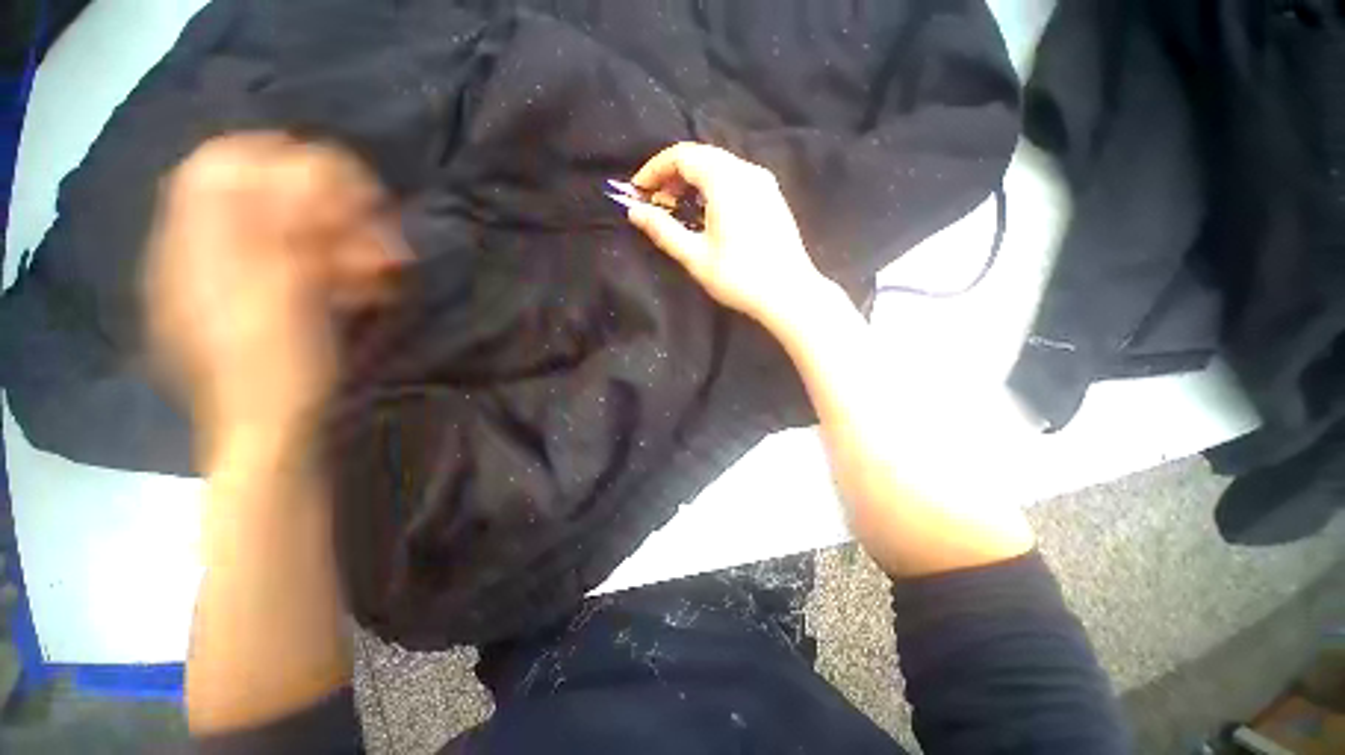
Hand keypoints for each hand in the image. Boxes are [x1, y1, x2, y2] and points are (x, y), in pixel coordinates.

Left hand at [144, 134, 405, 465]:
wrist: (274, 429)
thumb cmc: (275, 367)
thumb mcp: (280, 293)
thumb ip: (286, 227)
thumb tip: (309, 172)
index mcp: (196, 246)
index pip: (219, 166)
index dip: (275, 159)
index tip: (332, 181)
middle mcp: (210, 252)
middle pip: (261, 194)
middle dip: (325, 205)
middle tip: (374, 228)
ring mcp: (240, 277)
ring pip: (291, 231)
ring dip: (344, 240)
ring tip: (382, 267)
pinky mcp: (271, 299)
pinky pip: (306, 265)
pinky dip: (340, 267)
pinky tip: (366, 286)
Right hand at [626, 143, 830, 332]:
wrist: (789, 293)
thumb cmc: (739, 277)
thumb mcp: (695, 256)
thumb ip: (663, 230)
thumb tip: (634, 211)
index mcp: (726, 180)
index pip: (682, 156)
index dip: (655, 169)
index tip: (637, 191)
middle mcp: (747, 170)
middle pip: (701, 156)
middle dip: (672, 174)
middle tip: (655, 200)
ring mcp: (764, 182)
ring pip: (719, 166)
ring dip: (693, 181)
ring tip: (677, 207)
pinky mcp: (772, 196)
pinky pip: (736, 178)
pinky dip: (713, 187)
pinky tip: (707, 212)